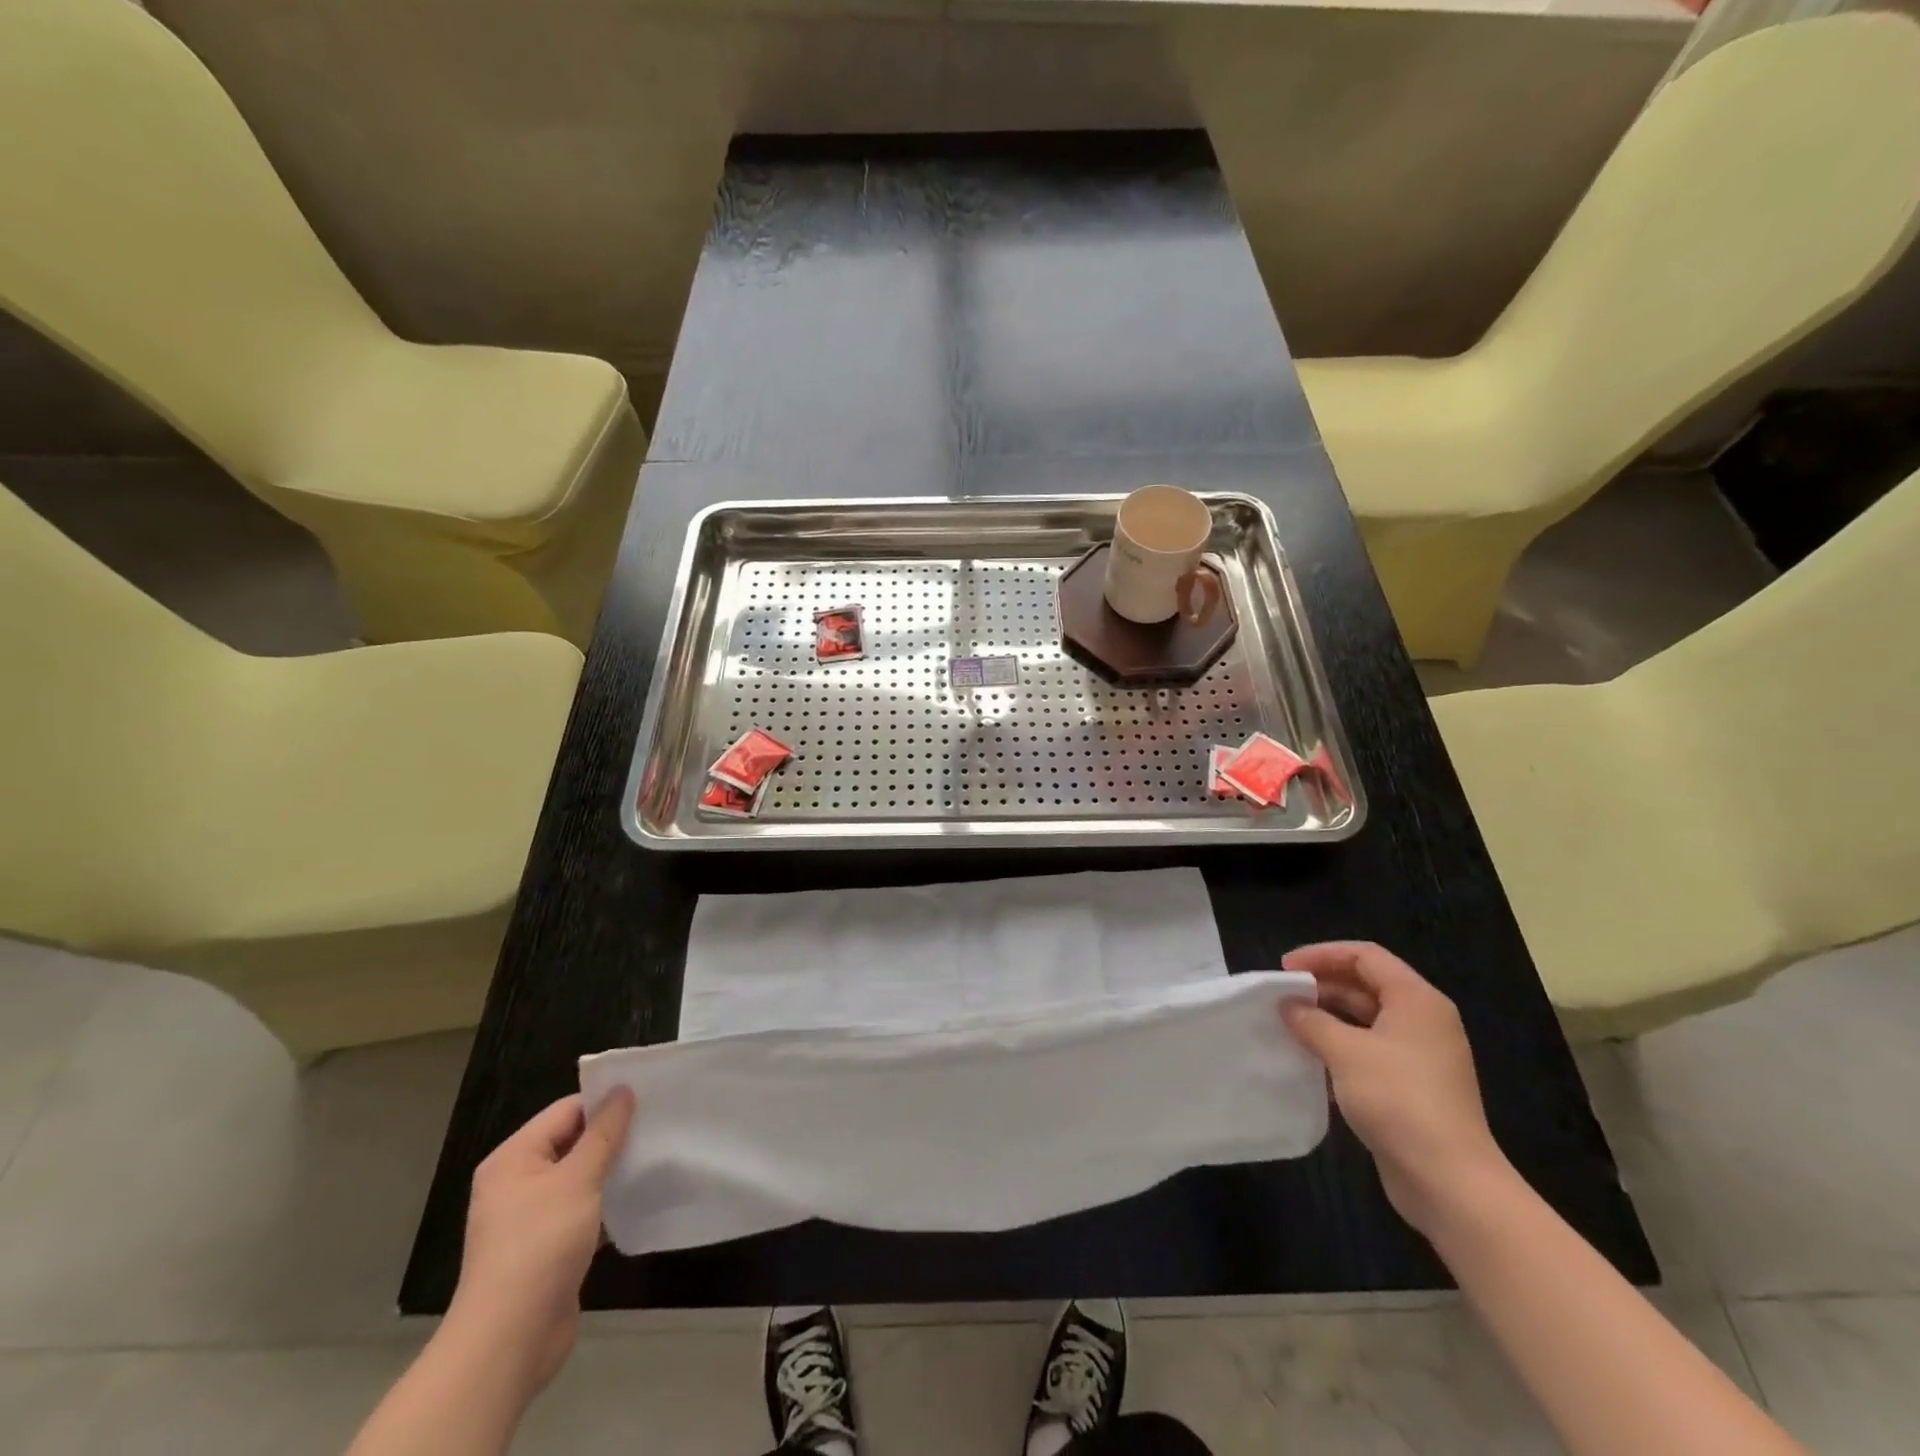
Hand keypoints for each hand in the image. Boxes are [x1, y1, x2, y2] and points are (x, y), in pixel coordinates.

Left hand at [447, 1089, 635, 1397]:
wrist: (509, 1341)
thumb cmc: (540, 1246)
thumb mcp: (578, 1180)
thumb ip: (604, 1133)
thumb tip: (623, 1090)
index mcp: (514, 1158)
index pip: (567, 1111)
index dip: (606, 1103)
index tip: (650, 1099)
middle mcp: (518, 1183)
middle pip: (573, 1143)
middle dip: (614, 1136)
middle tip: (658, 1126)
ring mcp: (532, 1218)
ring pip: (581, 1178)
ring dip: (613, 1171)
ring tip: (655, 1158)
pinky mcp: (548, 1248)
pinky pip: (583, 1210)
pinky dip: (607, 1204)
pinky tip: (640, 1200)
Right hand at [1280, 942, 1512, 1236]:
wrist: (1449, 1181)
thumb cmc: (1398, 1100)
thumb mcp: (1345, 1052)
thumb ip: (1311, 1021)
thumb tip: (1287, 1005)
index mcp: (1416, 1000)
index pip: (1365, 956)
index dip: (1322, 955)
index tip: (1284, 970)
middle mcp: (1423, 1021)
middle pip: (1366, 985)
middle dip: (1322, 986)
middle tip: (1282, 997)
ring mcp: (1420, 1056)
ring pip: (1366, 1019)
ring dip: (1327, 1018)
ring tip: (1289, 1025)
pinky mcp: (1412, 1087)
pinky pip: (1369, 1050)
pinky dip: (1340, 1047)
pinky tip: (1310, 1059)